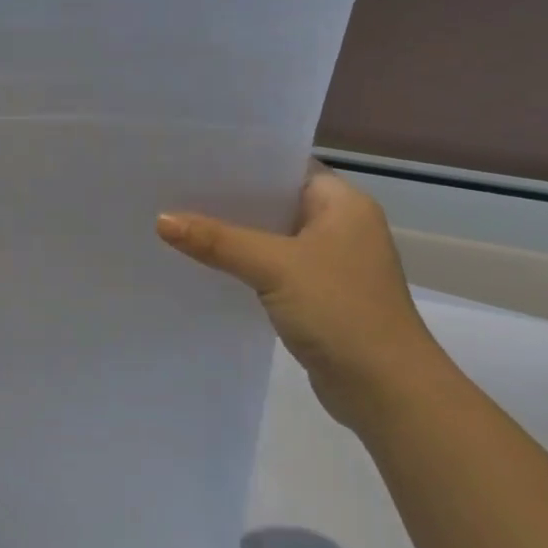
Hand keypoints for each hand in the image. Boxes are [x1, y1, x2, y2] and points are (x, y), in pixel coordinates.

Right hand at [156, 165, 448, 430]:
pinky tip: (204, 266)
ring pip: (270, 238)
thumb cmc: (341, 311)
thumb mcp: (275, 267)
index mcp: (343, 205)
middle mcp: (339, 227)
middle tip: (173, 189)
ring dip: (232, 236)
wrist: (385, 389)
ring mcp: (329, 264)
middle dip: (228, 200)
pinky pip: (270, 269)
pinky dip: (242, 266)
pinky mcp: (316, 296)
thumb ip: (218, 241)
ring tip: (178, 223)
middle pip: (274, 202)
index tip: (194, 159)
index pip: (286, 167)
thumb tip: (161, 219)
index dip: (243, 162)